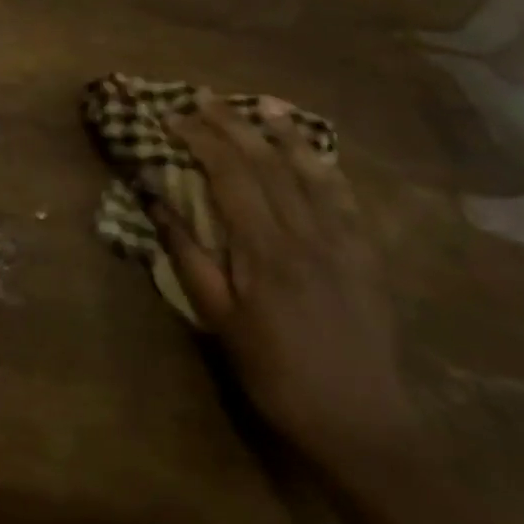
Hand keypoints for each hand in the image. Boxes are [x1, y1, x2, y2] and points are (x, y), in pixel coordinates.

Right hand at [154, 93, 417, 471]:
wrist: (361, 425)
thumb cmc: (274, 373)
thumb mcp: (217, 320)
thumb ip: (188, 256)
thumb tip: (156, 203)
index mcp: (265, 250)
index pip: (229, 176)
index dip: (200, 140)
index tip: (172, 118)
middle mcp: (307, 236)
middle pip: (267, 165)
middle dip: (234, 125)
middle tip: (205, 98)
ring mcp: (343, 245)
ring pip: (311, 174)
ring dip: (284, 135)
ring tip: (264, 105)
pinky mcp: (367, 259)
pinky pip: (347, 201)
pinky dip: (327, 169)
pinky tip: (316, 154)